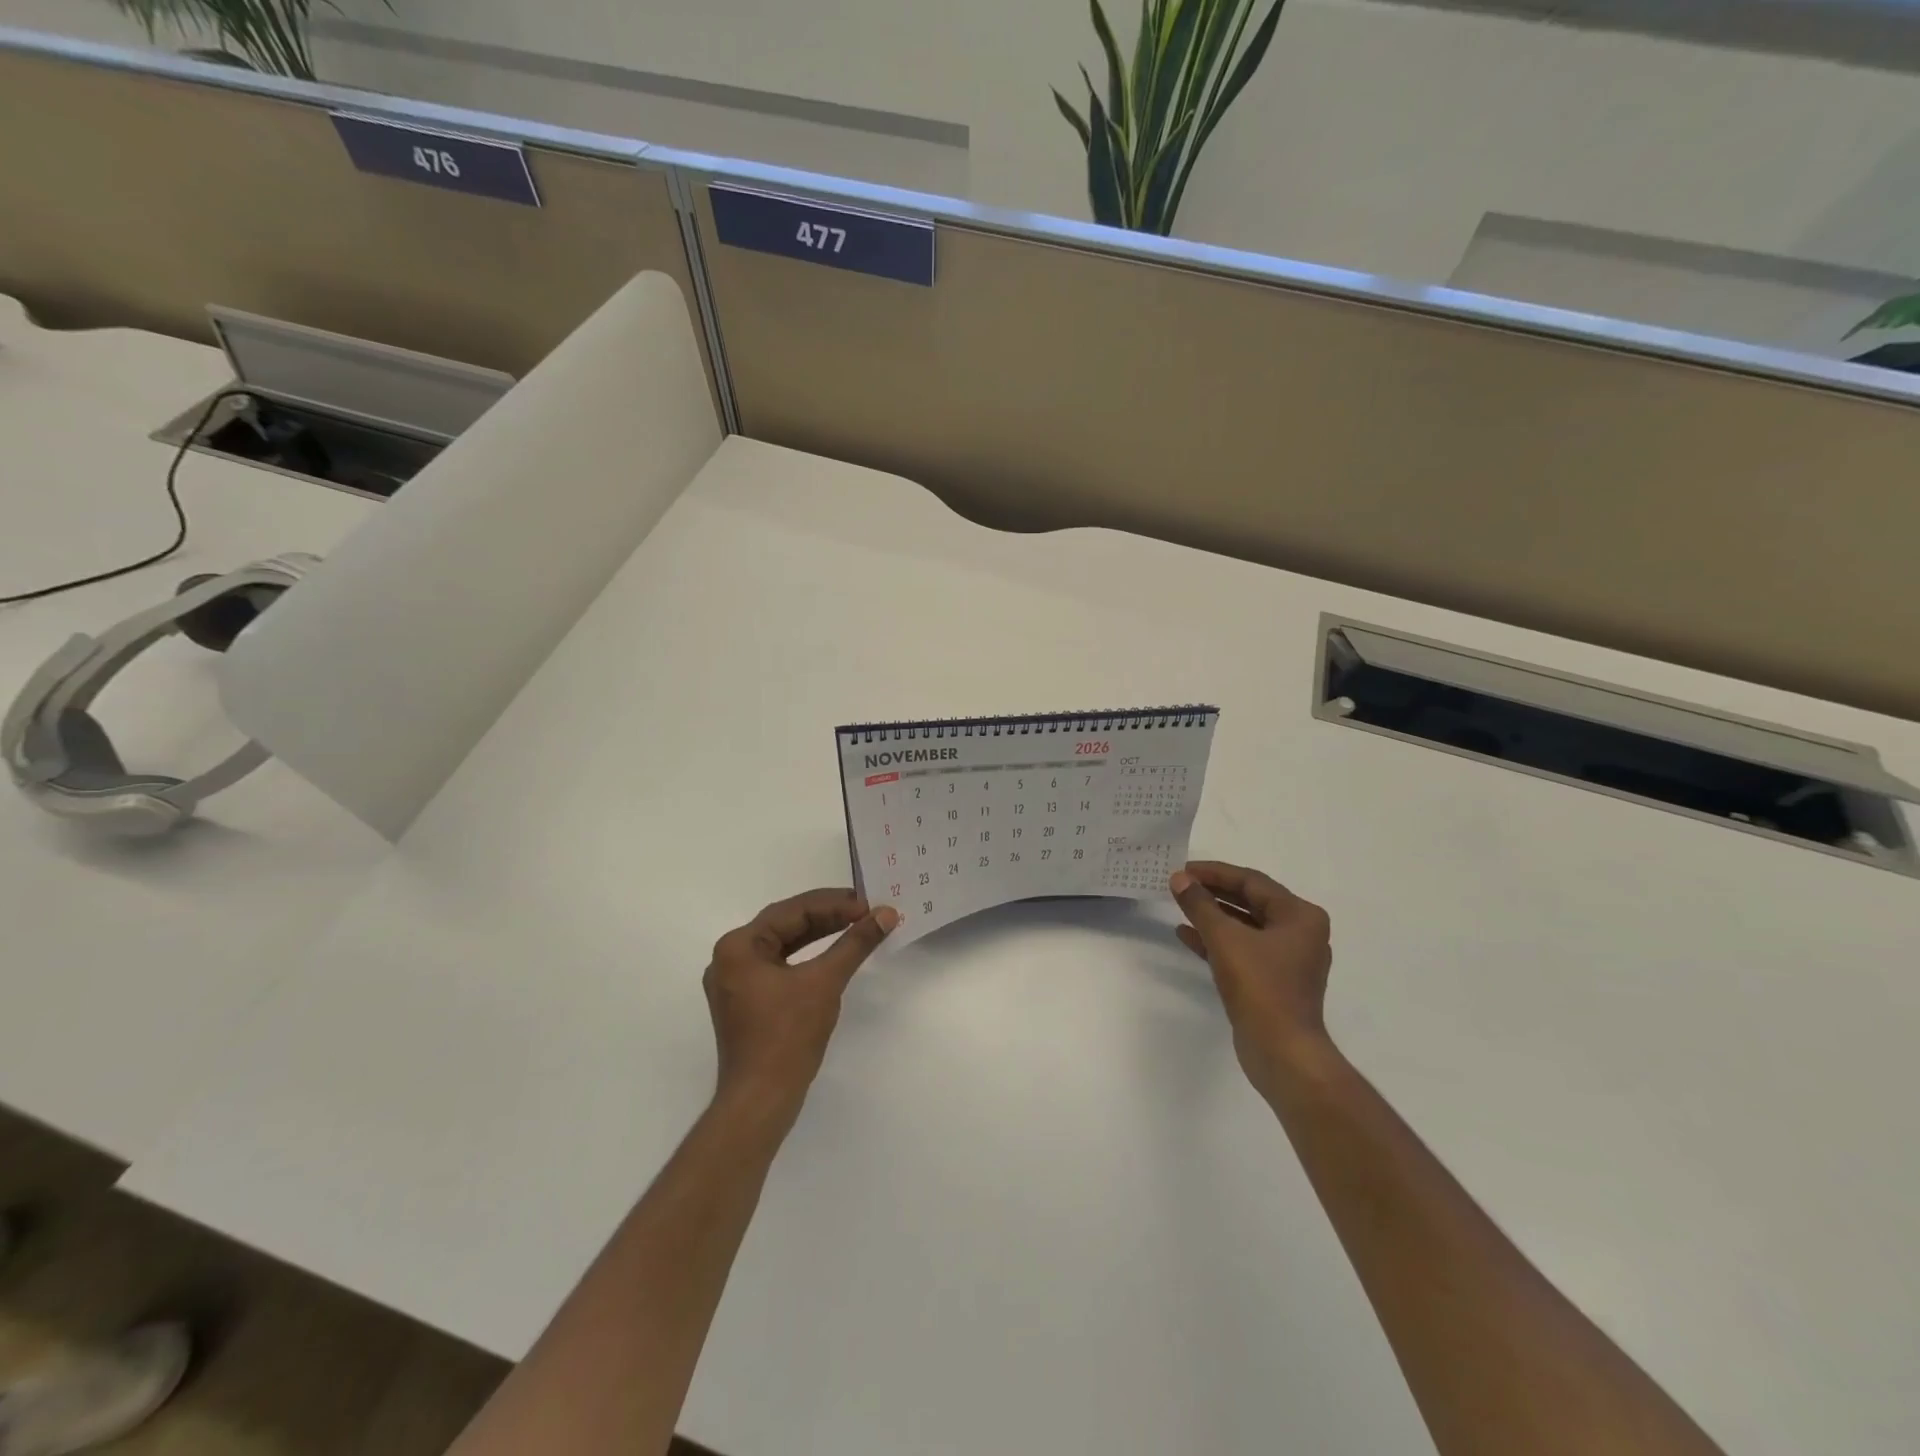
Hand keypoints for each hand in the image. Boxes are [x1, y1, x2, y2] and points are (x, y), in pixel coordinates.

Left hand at [704, 889, 897, 1119]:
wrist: (761, 1100)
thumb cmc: (788, 1035)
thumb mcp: (825, 981)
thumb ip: (855, 943)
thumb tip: (886, 914)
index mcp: (739, 946)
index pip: (793, 911)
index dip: (835, 904)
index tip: (870, 904)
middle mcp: (730, 958)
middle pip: (786, 924)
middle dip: (828, 915)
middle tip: (867, 910)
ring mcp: (736, 982)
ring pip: (784, 944)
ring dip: (820, 934)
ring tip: (856, 925)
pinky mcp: (747, 1002)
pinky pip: (780, 965)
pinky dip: (808, 957)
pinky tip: (834, 954)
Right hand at [1169, 861, 1334, 1095]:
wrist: (1282, 1052)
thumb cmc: (1260, 987)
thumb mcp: (1225, 939)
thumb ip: (1200, 905)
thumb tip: (1179, 879)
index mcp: (1300, 916)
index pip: (1252, 882)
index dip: (1214, 873)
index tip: (1183, 869)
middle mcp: (1300, 933)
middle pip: (1250, 901)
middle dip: (1213, 893)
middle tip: (1179, 885)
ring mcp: (1288, 959)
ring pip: (1245, 926)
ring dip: (1212, 916)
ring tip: (1179, 905)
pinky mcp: (1273, 981)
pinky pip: (1243, 949)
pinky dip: (1217, 941)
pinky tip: (1187, 935)